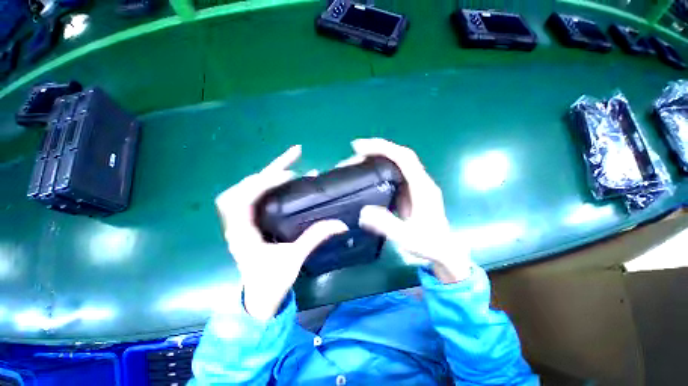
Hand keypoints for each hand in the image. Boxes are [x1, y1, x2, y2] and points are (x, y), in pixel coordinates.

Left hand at [215, 145, 347, 320]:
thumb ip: (315, 239)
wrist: (258, 298)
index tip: (290, 175)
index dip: (265, 183)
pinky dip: (269, 182)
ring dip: (269, 172)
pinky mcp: (253, 220)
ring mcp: (244, 219)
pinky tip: (285, 177)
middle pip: (244, 185)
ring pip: (248, 187)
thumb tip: (341, 223)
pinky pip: (257, 194)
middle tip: (295, 154)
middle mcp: (238, 222)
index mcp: (242, 233)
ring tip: (291, 161)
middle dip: (269, 168)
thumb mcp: (293, 260)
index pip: (244, 199)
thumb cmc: (271, 282)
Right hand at [353, 138, 471, 282]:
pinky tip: (365, 176)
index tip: (359, 147)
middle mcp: (419, 182)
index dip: (383, 148)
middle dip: (376, 150)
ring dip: (376, 158)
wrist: (443, 252)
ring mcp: (413, 187)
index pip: (404, 158)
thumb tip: (363, 211)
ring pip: (395, 164)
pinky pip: (392, 175)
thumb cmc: (430, 245)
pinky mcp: (407, 193)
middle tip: (352, 155)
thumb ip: (388, 226)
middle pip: (398, 156)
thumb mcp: (409, 239)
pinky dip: (377, 170)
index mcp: (422, 188)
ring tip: (355, 163)